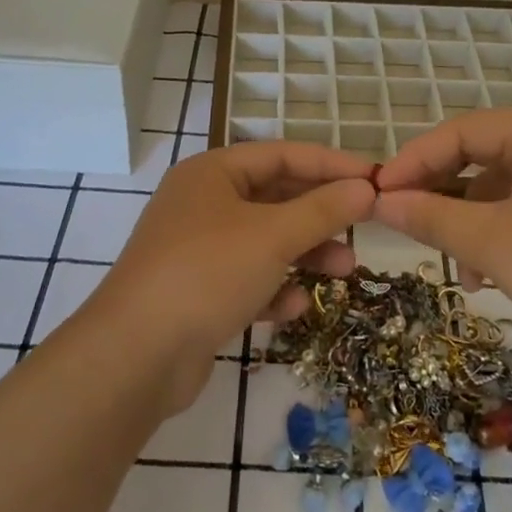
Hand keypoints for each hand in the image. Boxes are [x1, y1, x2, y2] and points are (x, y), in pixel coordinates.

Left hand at [82, 142, 376, 410]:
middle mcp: (204, 203)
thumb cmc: (207, 273)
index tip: (375, 179)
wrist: (136, 356)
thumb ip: (322, 210)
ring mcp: (198, 249)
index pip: (283, 154)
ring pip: (265, 241)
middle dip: (321, 216)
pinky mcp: (198, 292)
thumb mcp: (273, 236)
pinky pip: (248, 279)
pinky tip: (294, 308)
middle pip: (276, 198)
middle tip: (364, 227)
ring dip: (305, 254)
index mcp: (213, 172)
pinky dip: (274, 289)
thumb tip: (365, 188)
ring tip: (345, 272)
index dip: (331, 165)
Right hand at [371, 109, 511, 365]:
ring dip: (469, 223)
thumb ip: (432, 217)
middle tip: (405, 224)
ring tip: (456, 267)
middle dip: (440, 195)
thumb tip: (380, 202)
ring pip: (499, 188)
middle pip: (478, 157)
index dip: (413, 161)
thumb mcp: (494, 243)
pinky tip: (488, 275)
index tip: (378, 194)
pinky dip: (499, 234)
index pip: (458, 132)